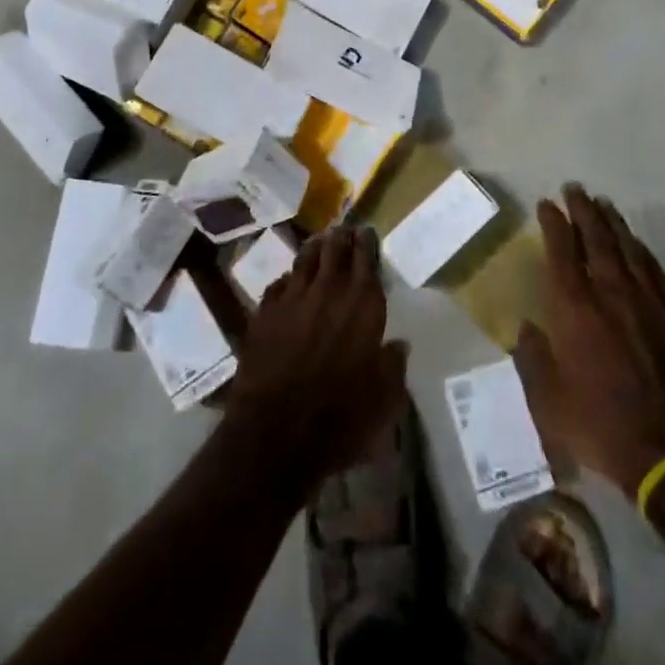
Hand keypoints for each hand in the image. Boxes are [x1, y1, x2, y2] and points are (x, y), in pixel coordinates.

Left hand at [222, 224, 407, 493]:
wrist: (276, 433)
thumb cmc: (340, 417)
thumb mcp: (383, 399)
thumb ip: (393, 365)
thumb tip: (399, 345)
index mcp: (362, 303)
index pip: (366, 257)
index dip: (367, 242)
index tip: (367, 232)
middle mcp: (328, 290)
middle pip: (334, 249)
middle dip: (340, 237)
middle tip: (344, 231)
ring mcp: (292, 297)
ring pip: (304, 259)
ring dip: (314, 248)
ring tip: (319, 242)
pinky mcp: (264, 313)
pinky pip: (278, 284)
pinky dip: (288, 280)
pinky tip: (288, 282)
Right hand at [515, 185, 664, 494]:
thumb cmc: (602, 427)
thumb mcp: (549, 404)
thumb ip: (532, 360)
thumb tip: (527, 328)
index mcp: (575, 309)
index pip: (562, 252)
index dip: (554, 223)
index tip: (547, 204)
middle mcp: (610, 294)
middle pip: (596, 239)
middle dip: (583, 211)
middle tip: (575, 189)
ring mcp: (647, 303)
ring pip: (628, 249)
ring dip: (613, 223)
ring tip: (603, 204)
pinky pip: (655, 271)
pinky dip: (643, 251)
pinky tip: (638, 244)